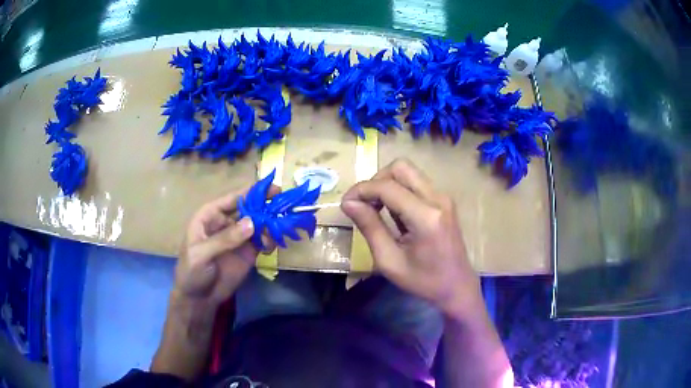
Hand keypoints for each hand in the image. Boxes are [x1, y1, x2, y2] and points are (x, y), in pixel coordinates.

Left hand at [174, 185, 279, 308]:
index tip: (272, 188)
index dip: (251, 192)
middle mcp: (226, 222)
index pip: (232, 199)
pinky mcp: (248, 251)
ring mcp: (239, 237)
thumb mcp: (201, 254)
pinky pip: (263, 240)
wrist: (199, 298)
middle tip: (284, 203)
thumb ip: (224, 239)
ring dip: (271, 223)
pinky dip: (271, 240)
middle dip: (266, 205)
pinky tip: (273, 245)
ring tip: (281, 226)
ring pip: (258, 223)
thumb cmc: (191, 271)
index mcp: (210, 215)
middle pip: (249, 208)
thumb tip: (252, 223)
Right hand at [342, 158, 481, 315]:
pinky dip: (400, 191)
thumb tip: (349, 202)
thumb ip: (370, 227)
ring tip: (378, 211)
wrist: (457, 287)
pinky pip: (416, 184)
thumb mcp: (389, 260)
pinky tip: (396, 215)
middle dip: (377, 181)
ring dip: (388, 185)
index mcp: (426, 216)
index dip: (362, 190)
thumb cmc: (423, 281)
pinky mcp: (444, 201)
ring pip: (409, 173)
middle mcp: (438, 199)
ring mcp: (443, 198)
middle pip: (401, 167)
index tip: (346, 204)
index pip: (387, 187)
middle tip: (365, 204)